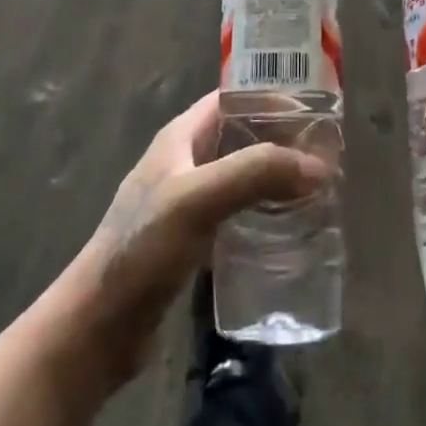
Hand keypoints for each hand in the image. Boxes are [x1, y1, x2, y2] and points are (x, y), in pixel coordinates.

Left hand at [57, 91, 326, 389]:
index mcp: (181, 137)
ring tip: (319, 190)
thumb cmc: (142, 249)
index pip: (233, 99)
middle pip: (242, 136)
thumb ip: (255, 173)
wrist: (98, 327)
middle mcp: (186, 161)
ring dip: (277, 177)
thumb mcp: (197, 199)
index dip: (271, 98)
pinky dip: (265, 211)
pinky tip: (291, 228)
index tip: (316, 112)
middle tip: (327, 156)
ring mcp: (188, 202)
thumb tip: (319, 167)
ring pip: (243, 175)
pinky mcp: (193, 240)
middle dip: (282, 140)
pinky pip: (238, 212)